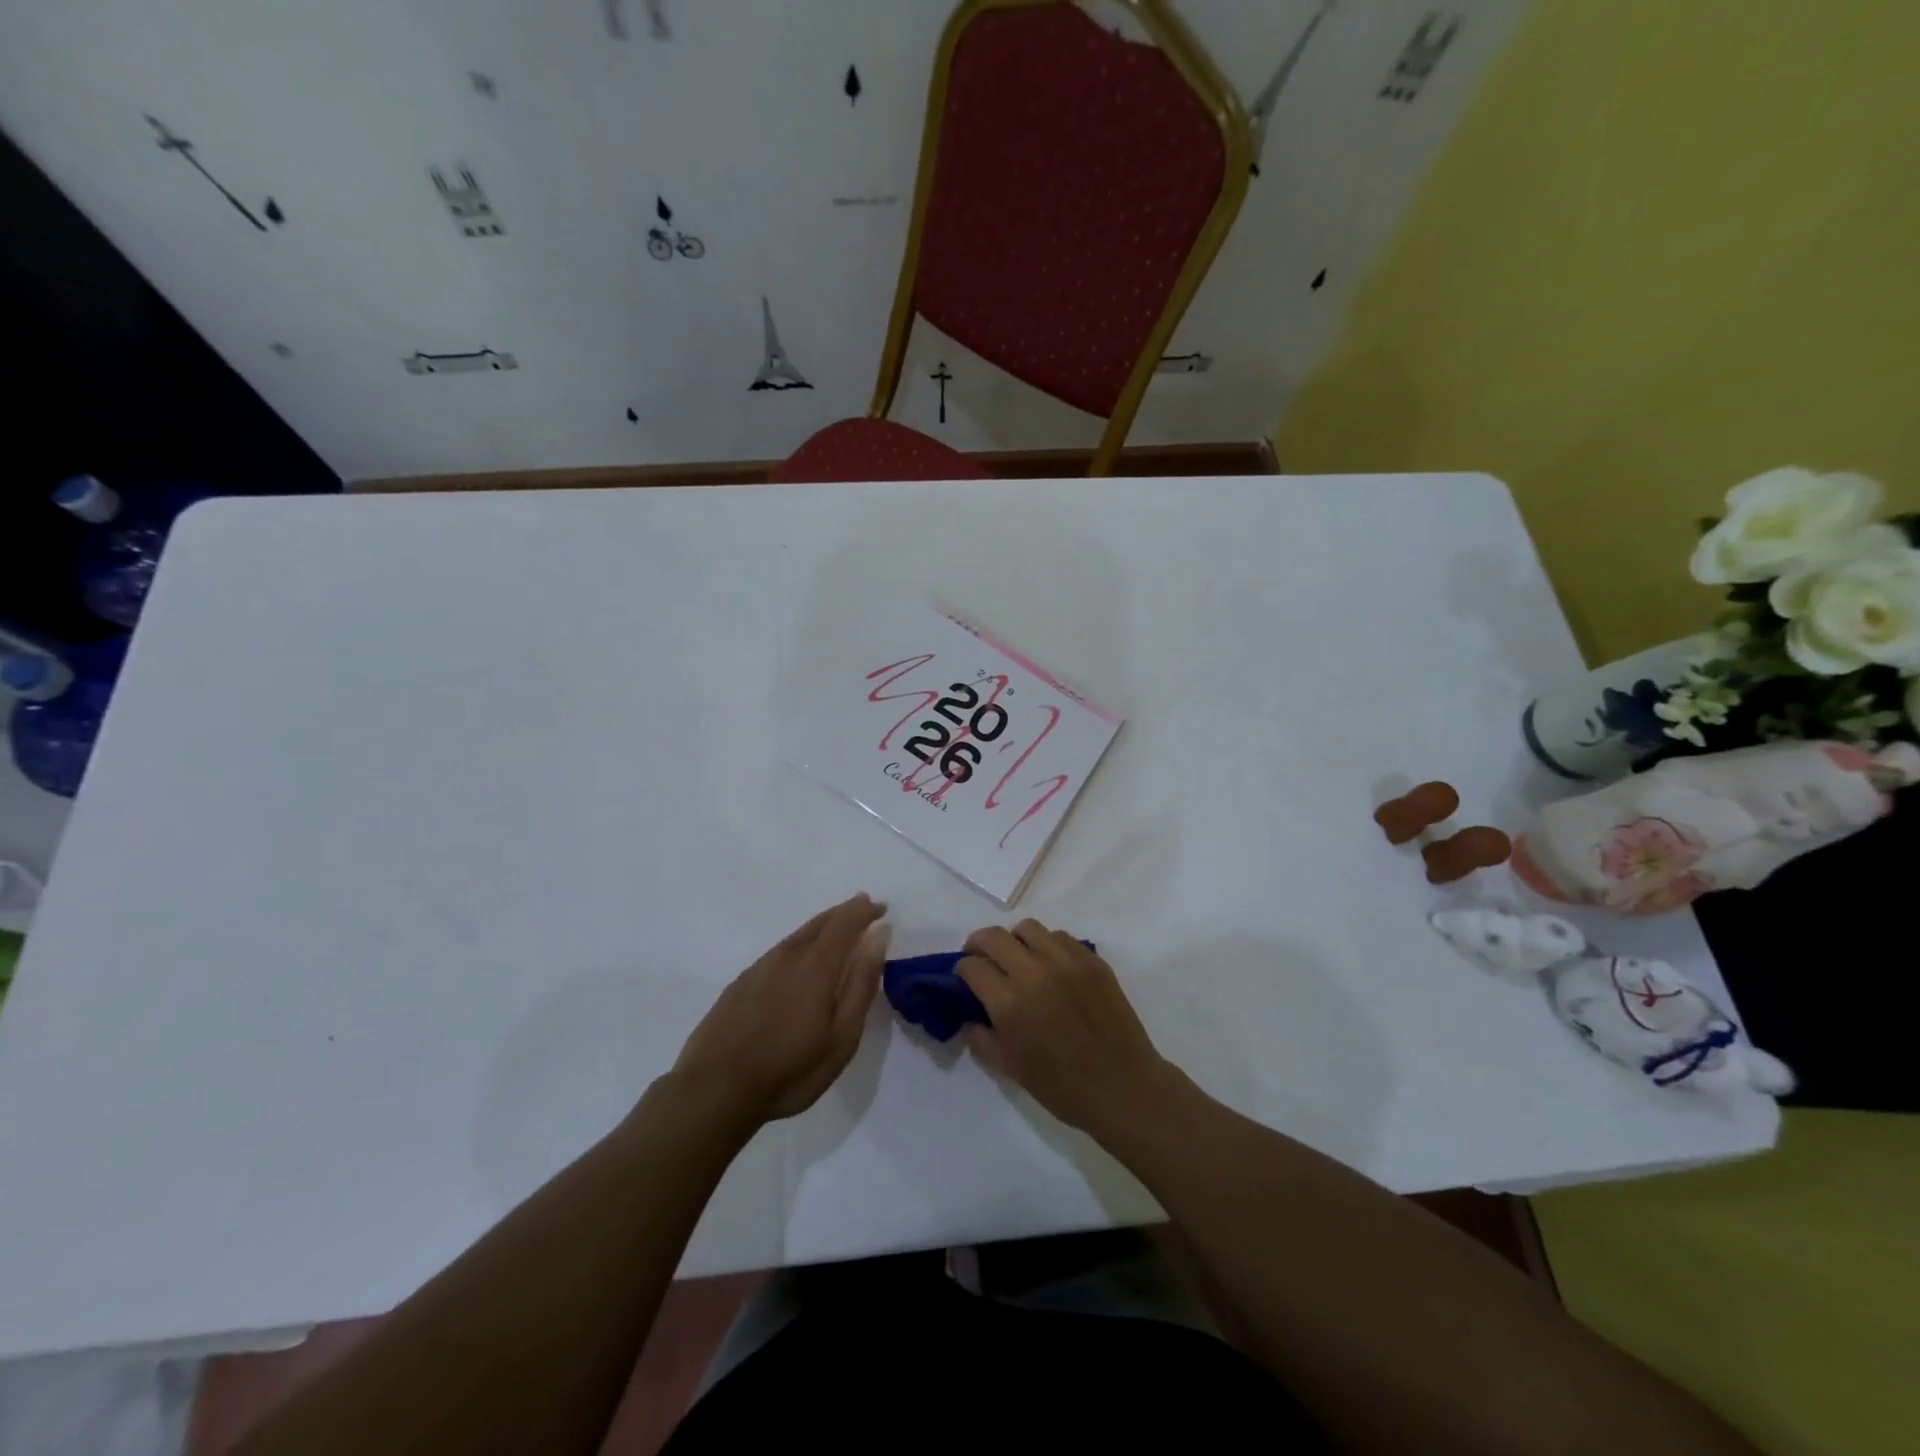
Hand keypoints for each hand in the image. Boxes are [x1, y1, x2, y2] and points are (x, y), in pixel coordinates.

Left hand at [671, 894, 889, 1126]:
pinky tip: (800, 959)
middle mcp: (788, 955)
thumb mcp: (841, 1036)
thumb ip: (861, 983)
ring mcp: (760, 966)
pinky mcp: (742, 982)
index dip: (865, 911)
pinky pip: (781, 950)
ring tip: (838, 928)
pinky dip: (801, 943)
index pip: (845, 922)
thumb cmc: (789, 1070)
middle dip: (845, 912)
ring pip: (798, 934)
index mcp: (816, 965)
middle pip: (821, 922)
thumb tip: (878, 936)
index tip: (882, 908)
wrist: (713, 1090)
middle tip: (864, 907)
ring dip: (823, 926)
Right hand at [956, 920, 1174, 1133]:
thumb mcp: (1010, 1069)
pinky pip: (1060, 937)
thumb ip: (982, 1038)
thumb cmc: (1062, 1087)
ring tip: (1019, 958)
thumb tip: (969, 1016)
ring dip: (1015, 940)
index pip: (972, 966)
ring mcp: (1065, 962)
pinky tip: (1051, 966)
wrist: (1123, 1088)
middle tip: (982, 959)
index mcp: (1009, 1004)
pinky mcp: (1092, 960)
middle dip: (979, 945)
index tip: (966, 978)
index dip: (962, 969)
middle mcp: (1033, 973)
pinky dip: (1047, 945)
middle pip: (993, 937)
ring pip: (1027, 928)